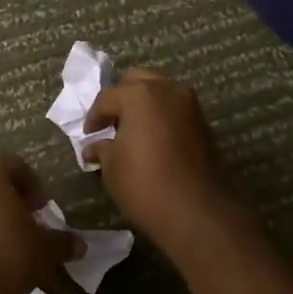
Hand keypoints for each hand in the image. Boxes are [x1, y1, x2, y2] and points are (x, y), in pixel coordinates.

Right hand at [82, 68, 238, 245]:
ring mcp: (190, 105)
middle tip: (110, 122)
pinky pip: (176, 110)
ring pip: (161, 92)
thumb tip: (94, 147)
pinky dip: (162, 116)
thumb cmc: (144, 184)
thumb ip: (102, 149)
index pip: (108, 97)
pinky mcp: (204, 124)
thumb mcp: (112, 167)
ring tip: (131, 130)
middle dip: (122, 98)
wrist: (195, 211)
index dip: (94, 116)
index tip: (88, 134)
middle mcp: (168, 90)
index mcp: (140, 95)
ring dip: (144, 105)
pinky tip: (151, 139)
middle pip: (138, 82)